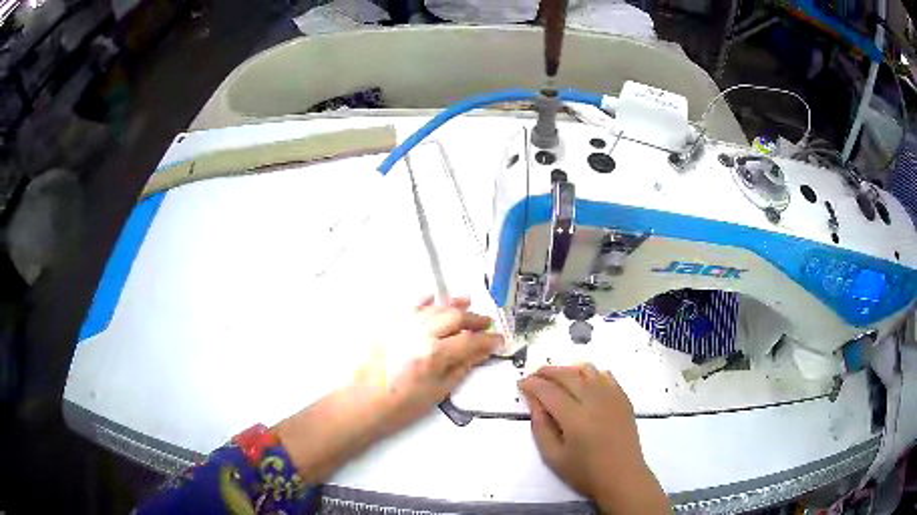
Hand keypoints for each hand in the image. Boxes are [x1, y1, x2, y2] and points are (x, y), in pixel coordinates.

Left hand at [275, 295, 501, 482]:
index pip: (470, 341)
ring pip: (435, 307)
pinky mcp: (390, 326)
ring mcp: (403, 326)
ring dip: (454, 304)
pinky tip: (435, 297)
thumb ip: (461, 368)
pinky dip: (426, 300)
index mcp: (434, 355)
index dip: (489, 340)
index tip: (498, 340)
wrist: (363, 403)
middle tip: (486, 324)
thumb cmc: (399, 406)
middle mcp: (420, 334)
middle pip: (455, 316)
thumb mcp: (437, 392)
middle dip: (475, 318)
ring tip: (468, 302)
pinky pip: (411, 305)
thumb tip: (480, 353)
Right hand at [519, 364, 668, 513]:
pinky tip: (583, 383)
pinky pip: (605, 375)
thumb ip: (541, 428)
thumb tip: (534, 402)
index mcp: (575, 418)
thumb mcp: (553, 457)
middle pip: (567, 375)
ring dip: (568, 370)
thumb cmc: (585, 473)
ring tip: (556, 379)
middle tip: (533, 376)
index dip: (532, 384)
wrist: (622, 477)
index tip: (521, 383)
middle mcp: (595, 401)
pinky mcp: (623, 399)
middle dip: (547, 372)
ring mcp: (612, 397)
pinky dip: (589, 374)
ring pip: (587, 370)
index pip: (549, 391)